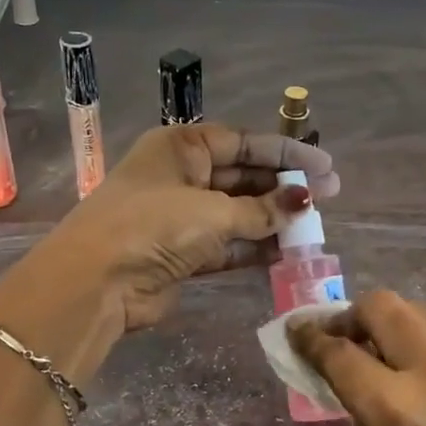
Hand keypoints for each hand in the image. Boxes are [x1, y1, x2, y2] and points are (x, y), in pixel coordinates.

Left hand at [39, 123, 338, 330]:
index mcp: (181, 146)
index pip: (243, 142)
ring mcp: (180, 216)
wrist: (96, 283)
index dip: (285, 154)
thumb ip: (260, 210)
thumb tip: (303, 203)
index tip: (324, 166)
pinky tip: (289, 251)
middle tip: (329, 197)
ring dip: (273, 219)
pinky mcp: (183, 253)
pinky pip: (228, 244)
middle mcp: (181, 175)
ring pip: (238, 212)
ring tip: (314, 225)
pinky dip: (255, 247)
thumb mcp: (211, 211)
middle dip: (283, 188)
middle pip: (242, 176)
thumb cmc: (152, 225)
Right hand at [290, 290, 425, 425]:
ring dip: (395, 330)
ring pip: (423, 318)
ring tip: (387, 359)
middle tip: (343, 337)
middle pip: (384, 307)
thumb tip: (348, 375)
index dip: (310, 338)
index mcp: (394, 410)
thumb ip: (360, 414)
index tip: (296, 331)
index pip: (340, 352)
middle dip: (352, 315)